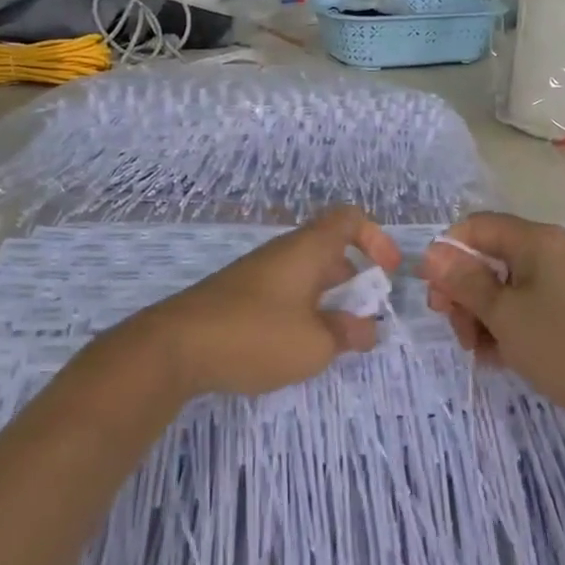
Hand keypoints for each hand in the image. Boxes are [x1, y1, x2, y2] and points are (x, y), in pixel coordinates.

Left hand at [143, 207, 400, 398]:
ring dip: (329, 298)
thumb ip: (347, 333)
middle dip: (355, 279)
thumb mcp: (315, 344)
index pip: (349, 218)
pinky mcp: (240, 294)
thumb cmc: (256, 335)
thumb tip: (367, 327)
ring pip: (307, 273)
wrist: (176, 346)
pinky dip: (303, 309)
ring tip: (336, 339)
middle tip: (365, 319)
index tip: (388, 273)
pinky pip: (285, 290)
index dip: (376, 237)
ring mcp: (259, 272)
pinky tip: (298, 345)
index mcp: (308, 249)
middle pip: (330, 249)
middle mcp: (284, 252)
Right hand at [420, 212, 564, 441]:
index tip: (435, 294)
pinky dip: (502, 329)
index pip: (476, 227)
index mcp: (535, 241)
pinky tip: (496, 359)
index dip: (449, 254)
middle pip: (485, 258)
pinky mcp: (561, 313)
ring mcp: (555, 284)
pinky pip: (519, 309)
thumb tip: (431, 252)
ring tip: (479, 351)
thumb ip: (464, 282)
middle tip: (456, 329)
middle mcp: (545, 253)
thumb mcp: (505, 316)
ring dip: (479, 316)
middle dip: (463, 293)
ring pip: (498, 288)